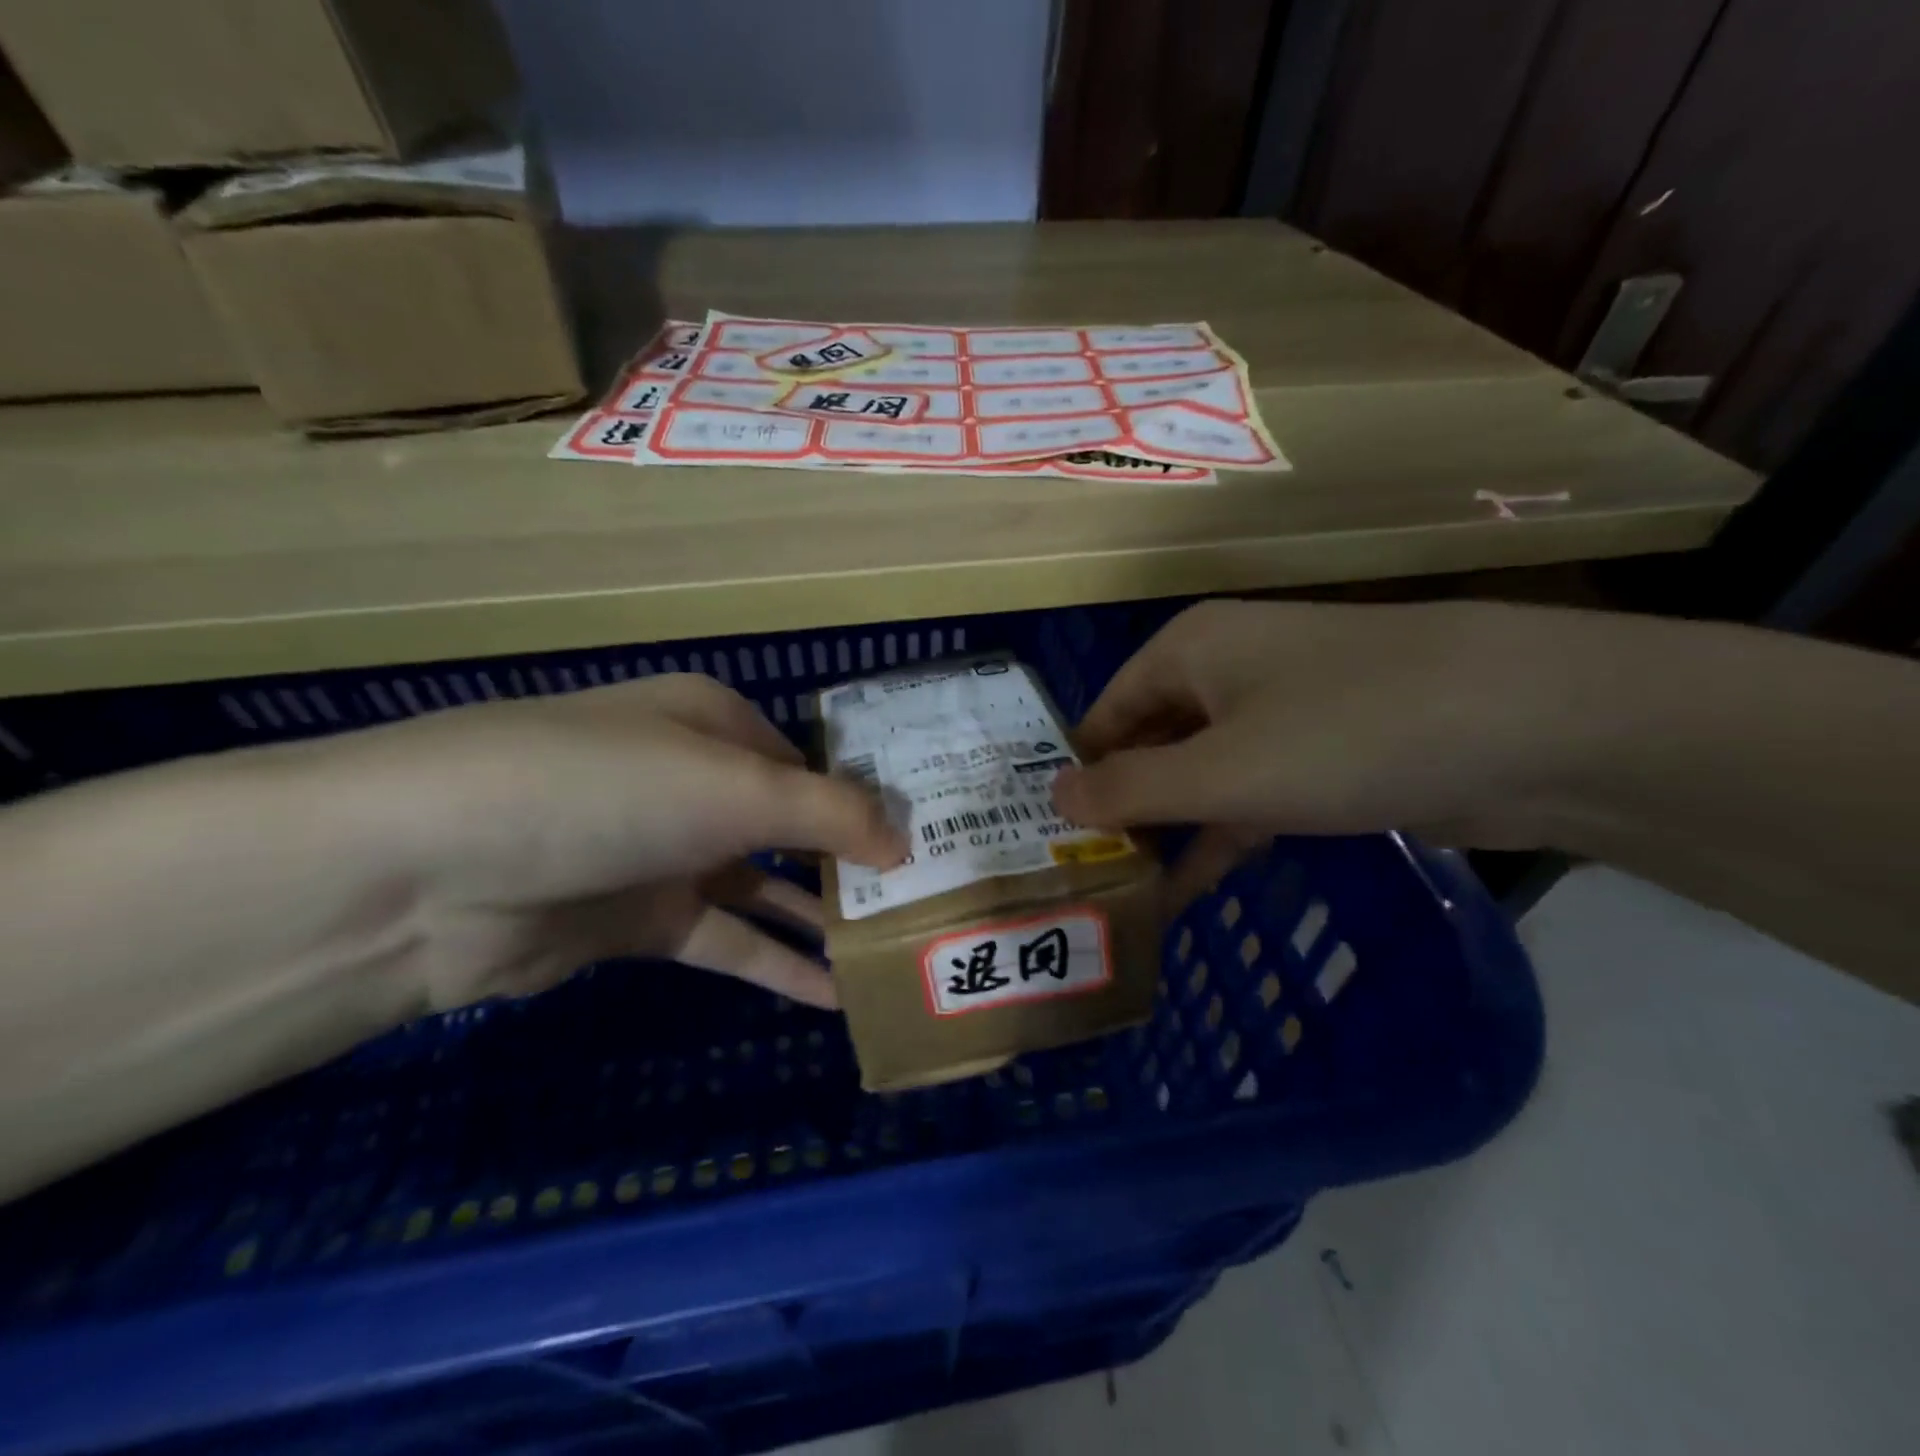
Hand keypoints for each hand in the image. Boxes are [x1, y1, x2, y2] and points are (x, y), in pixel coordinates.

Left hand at [330, 674, 905, 1010]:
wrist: (431, 872)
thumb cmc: (608, 790)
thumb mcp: (736, 787)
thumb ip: (832, 814)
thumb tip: (907, 841)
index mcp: (715, 723)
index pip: (812, 761)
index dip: (869, 799)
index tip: (928, 838)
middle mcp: (694, 780)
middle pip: (791, 822)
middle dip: (853, 861)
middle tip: (926, 899)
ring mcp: (665, 852)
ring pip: (764, 886)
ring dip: (821, 917)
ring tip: (894, 948)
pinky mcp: (639, 921)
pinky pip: (727, 940)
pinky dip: (777, 964)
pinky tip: (835, 995)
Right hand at [1053, 600, 1581, 899]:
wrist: (1533, 727)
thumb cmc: (1345, 734)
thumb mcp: (1220, 771)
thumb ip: (1129, 790)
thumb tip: (1051, 796)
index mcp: (1190, 650)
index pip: (1105, 713)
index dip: (1077, 774)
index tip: (1047, 839)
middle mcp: (1227, 671)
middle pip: (1150, 744)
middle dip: (1119, 810)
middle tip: (1079, 878)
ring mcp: (1281, 713)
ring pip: (1200, 776)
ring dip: (1167, 833)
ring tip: (1122, 897)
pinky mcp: (1327, 755)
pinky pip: (1251, 795)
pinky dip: (1221, 837)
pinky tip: (1188, 890)